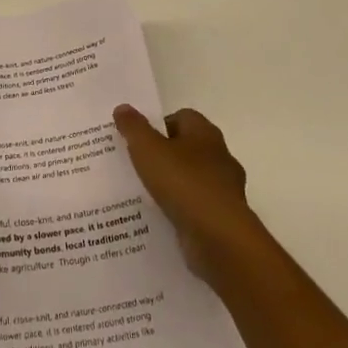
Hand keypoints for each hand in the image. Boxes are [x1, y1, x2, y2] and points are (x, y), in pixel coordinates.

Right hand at [113, 105, 261, 281]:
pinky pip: (196, 207)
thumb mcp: (148, 150)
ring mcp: (224, 189)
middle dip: (163, 155)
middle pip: (187, 148)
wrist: (220, 239)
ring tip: (142, 194)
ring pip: (191, 179)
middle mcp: (219, 156)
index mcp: (205, 133)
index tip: (137, 139)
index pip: (181, 117)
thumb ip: (134, 128)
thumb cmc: (184, 183)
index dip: (158, 125)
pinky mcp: (223, 218)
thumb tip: (123, 107)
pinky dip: (180, 210)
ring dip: (172, 185)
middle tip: (135, 165)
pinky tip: (160, 217)